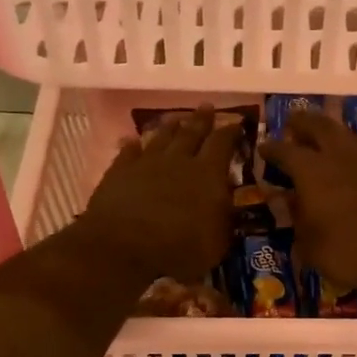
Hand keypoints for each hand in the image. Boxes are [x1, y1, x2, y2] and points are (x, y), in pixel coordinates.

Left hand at [81, 106, 246, 282]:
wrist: (123, 246)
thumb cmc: (179, 249)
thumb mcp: (216, 243)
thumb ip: (224, 220)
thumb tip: (229, 204)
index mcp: (208, 174)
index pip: (223, 144)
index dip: (231, 132)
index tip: (236, 122)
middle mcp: (179, 160)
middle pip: (192, 132)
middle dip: (202, 119)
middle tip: (207, 107)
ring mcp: (146, 163)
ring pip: (162, 137)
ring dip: (171, 127)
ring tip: (177, 118)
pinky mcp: (119, 172)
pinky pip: (128, 152)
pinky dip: (133, 145)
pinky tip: (133, 141)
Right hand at [259, 110, 356, 298]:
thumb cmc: (355, 253)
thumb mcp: (313, 248)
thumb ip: (298, 222)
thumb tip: (287, 202)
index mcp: (311, 173)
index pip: (284, 152)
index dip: (272, 149)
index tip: (264, 148)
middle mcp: (340, 153)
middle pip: (317, 126)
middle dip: (302, 122)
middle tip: (294, 121)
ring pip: (352, 132)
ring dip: (340, 132)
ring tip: (334, 133)